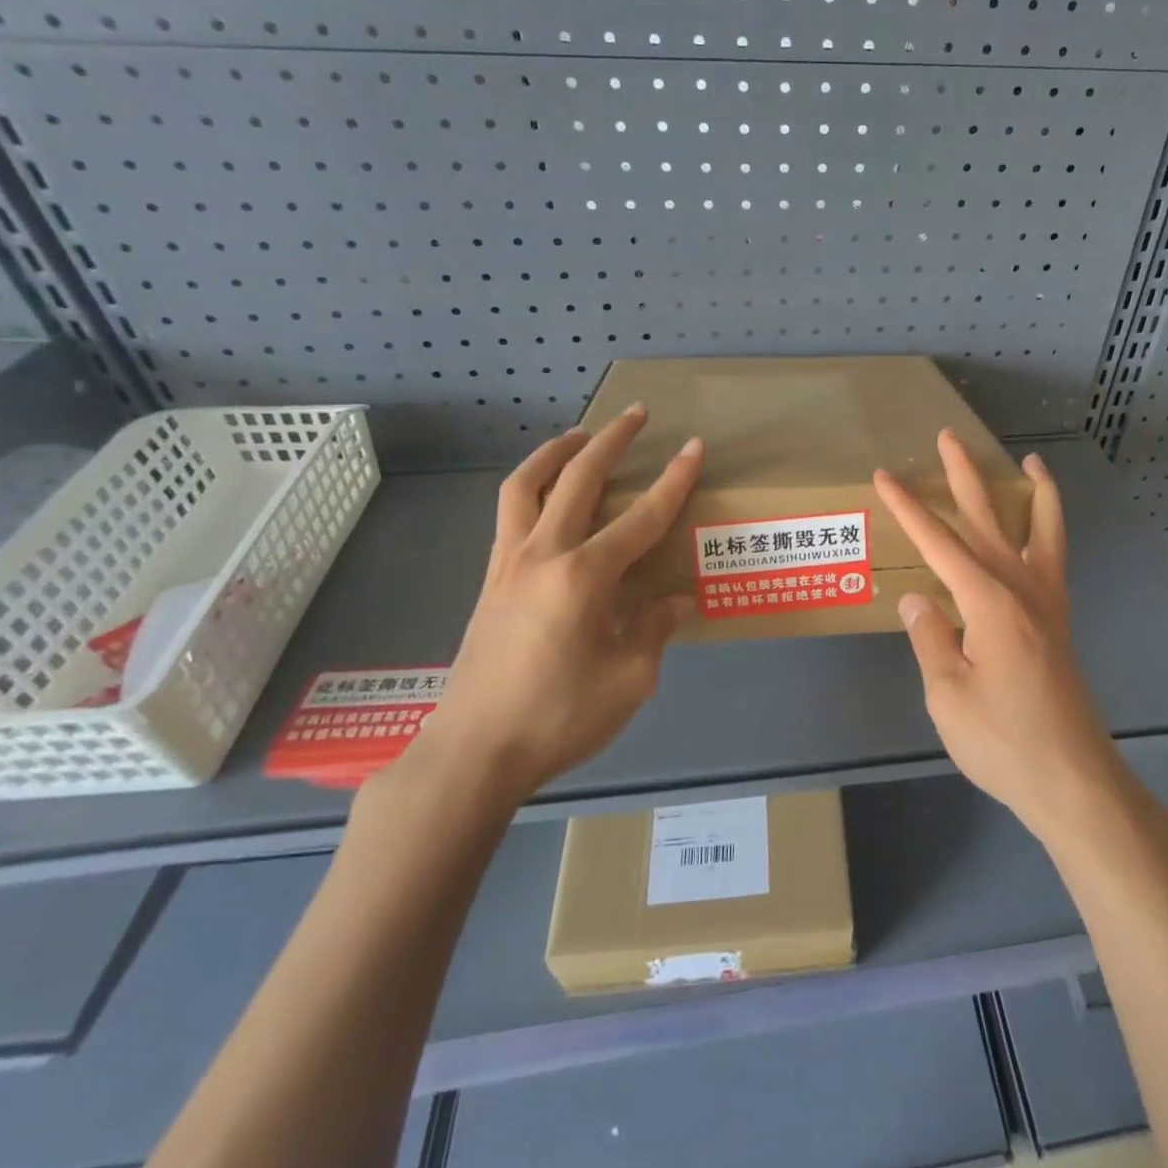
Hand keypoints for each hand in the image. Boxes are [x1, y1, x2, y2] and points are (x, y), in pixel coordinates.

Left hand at [401, 405, 703, 809]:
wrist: (473, 753)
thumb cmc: (559, 718)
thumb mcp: (629, 680)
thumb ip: (654, 630)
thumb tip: (675, 601)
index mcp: (585, 577)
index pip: (642, 517)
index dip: (674, 480)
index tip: (693, 446)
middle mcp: (544, 555)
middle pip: (578, 479)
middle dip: (611, 441)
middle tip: (634, 414)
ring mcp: (508, 564)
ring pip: (526, 486)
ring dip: (556, 452)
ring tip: (579, 436)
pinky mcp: (489, 581)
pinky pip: (508, 515)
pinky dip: (530, 488)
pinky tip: (546, 499)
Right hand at [872, 431, 1120, 841]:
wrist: (1073, 780)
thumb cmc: (1003, 741)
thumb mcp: (947, 694)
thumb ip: (930, 638)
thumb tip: (918, 599)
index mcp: (989, 601)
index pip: (939, 543)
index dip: (909, 508)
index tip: (885, 477)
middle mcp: (1022, 589)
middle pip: (990, 519)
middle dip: (965, 476)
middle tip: (949, 438)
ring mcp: (1047, 603)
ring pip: (1042, 530)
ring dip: (1032, 492)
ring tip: (1030, 462)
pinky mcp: (1058, 622)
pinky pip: (1056, 559)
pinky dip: (1052, 530)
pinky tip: (1042, 529)